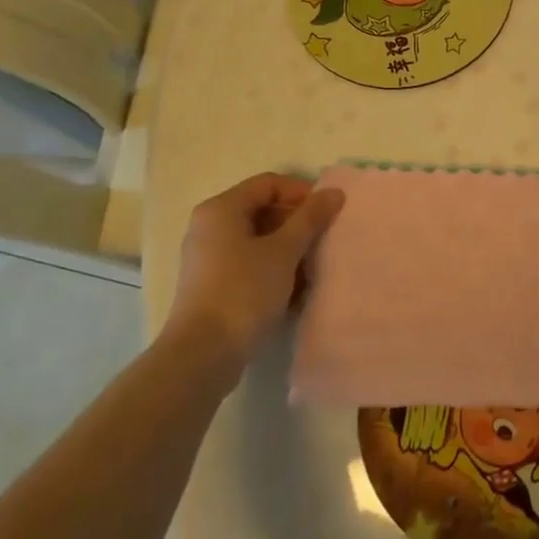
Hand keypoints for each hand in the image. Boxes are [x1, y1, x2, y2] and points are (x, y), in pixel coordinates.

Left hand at [165, 173, 344, 367]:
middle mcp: (210, 227)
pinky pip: (251, 264)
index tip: (328, 212)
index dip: (302, 193)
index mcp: (221, 209)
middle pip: (264, 210)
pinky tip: (297, 289)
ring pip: (260, 240)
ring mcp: (210, 258)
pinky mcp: (214, 285)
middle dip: (298, 224)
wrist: (203, 355)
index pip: (269, 184)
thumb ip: (310, 218)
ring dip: (290, 249)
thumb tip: (334, 192)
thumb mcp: (284, 251)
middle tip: (325, 240)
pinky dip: (275, 269)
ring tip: (315, 267)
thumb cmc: (243, 291)